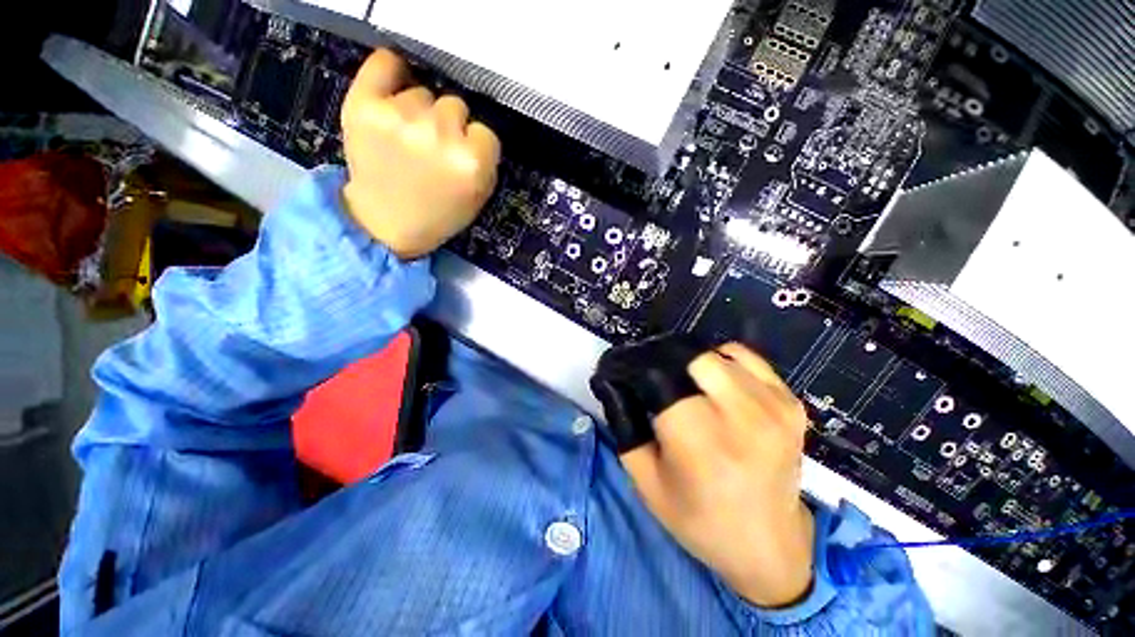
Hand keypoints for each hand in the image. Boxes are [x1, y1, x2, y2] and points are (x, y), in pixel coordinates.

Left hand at [340, 49, 501, 259]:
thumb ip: (486, 162)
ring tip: (408, 138)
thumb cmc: (438, 213)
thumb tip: (477, 128)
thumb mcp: (478, 197)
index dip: (475, 144)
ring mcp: (400, 117)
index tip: (463, 157)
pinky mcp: (364, 105)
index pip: (485, 131)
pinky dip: (390, 71)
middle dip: (449, 126)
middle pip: (455, 105)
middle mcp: (439, 135)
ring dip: (420, 111)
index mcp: (471, 163)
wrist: (386, 224)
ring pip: (423, 93)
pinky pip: (384, 63)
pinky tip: (393, 87)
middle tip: (434, 149)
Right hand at [620, 343, 814, 607]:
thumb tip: (613, 384)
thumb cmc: (699, 519)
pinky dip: (722, 360)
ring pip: (716, 354)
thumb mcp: (646, 481)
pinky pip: (746, 357)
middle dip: (665, 362)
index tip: (625, 371)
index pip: (658, 377)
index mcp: (700, 442)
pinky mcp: (790, 403)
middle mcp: (741, 418)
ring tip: (683, 383)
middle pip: (690, 357)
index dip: (636, 369)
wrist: (769, 545)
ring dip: (691, 363)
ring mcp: (773, 407)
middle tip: (654, 378)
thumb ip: (624, 427)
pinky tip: (714, 382)